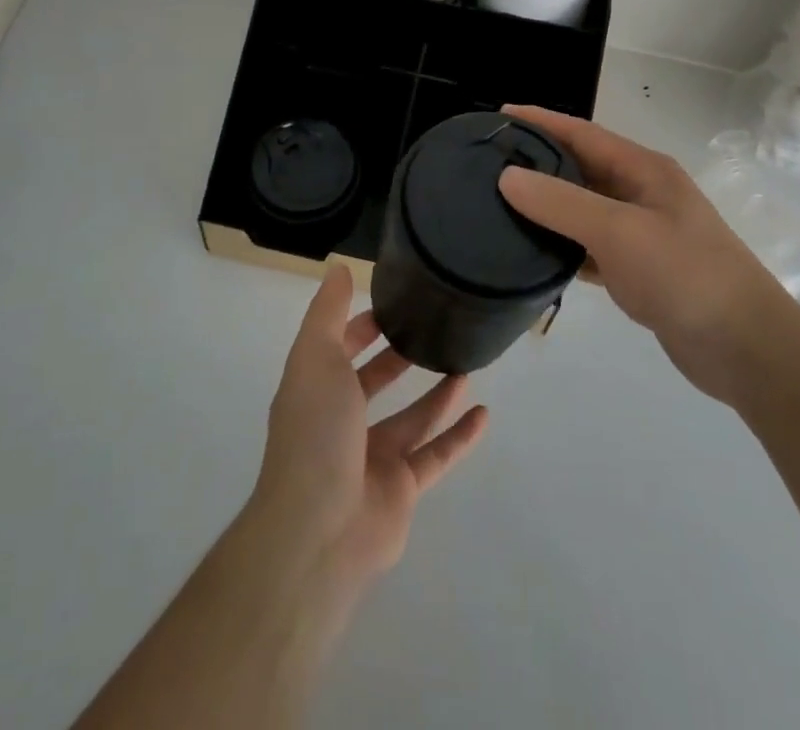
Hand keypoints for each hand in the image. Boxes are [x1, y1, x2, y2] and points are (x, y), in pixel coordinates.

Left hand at [252, 268, 488, 592]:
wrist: (318, 531)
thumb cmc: (315, 433)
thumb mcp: (315, 357)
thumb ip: (328, 313)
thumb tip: (338, 267)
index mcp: (316, 390)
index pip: (338, 348)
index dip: (360, 326)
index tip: (393, 304)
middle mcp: (342, 423)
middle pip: (373, 383)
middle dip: (397, 358)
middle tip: (433, 330)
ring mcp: (372, 458)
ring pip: (411, 418)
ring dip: (436, 394)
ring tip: (466, 366)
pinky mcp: (402, 489)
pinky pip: (436, 455)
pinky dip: (459, 437)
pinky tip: (484, 414)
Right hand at [497, 105, 789, 402]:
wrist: (745, 348)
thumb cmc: (684, 274)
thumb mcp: (619, 231)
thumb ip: (562, 203)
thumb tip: (507, 177)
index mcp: (644, 170)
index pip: (582, 134)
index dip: (541, 122)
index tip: (499, 116)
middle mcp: (642, 194)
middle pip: (581, 168)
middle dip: (539, 162)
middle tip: (490, 163)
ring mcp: (642, 233)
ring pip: (583, 209)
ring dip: (548, 206)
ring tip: (500, 205)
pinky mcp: (639, 270)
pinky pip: (590, 247)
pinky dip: (562, 246)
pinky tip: (534, 253)